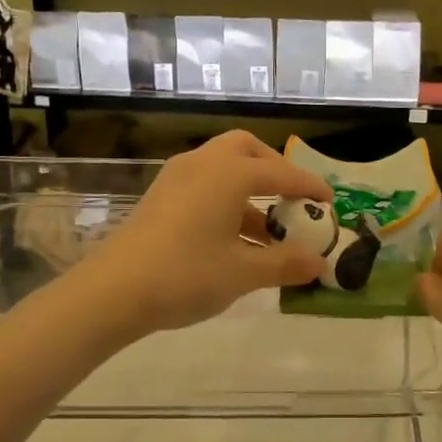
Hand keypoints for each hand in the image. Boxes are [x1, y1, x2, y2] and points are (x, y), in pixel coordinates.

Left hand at [78, 131, 334, 337]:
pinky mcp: (160, 196)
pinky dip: (226, 199)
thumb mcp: (243, 273)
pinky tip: (233, 239)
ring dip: (249, 189)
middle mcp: (204, 164)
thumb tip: (320, 264)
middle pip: (246, 150)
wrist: (112, 291)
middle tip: (291, 197)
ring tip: (267, 231)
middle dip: (273, 169)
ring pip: (222, 167)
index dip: (309, 187)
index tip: (329, 200)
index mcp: (229, 174)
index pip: (281, 173)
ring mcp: (177, 178)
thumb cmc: (185, 275)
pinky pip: (204, 184)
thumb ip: (286, 264)